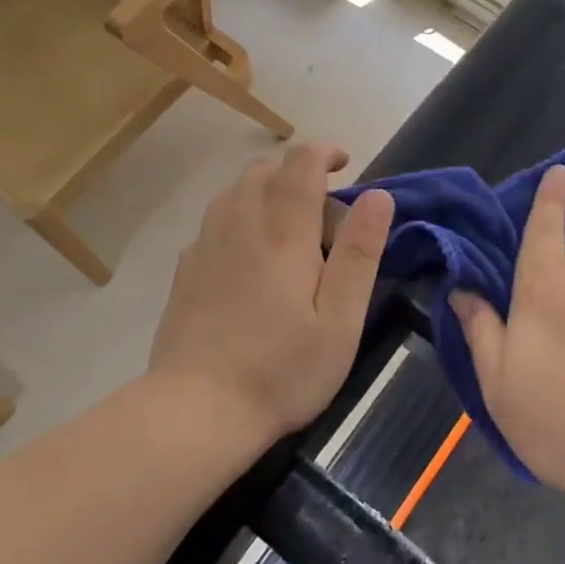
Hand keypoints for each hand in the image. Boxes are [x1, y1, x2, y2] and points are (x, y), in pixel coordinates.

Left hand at [149, 144, 394, 442]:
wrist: (196, 411)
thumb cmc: (282, 370)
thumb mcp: (340, 319)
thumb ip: (359, 253)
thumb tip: (378, 195)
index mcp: (283, 234)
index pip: (300, 164)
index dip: (324, 153)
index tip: (345, 164)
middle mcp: (240, 226)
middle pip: (263, 170)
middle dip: (296, 171)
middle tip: (322, 208)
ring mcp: (206, 247)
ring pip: (234, 191)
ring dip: (265, 190)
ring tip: (287, 226)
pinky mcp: (185, 271)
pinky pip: (214, 221)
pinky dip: (239, 217)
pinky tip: (248, 255)